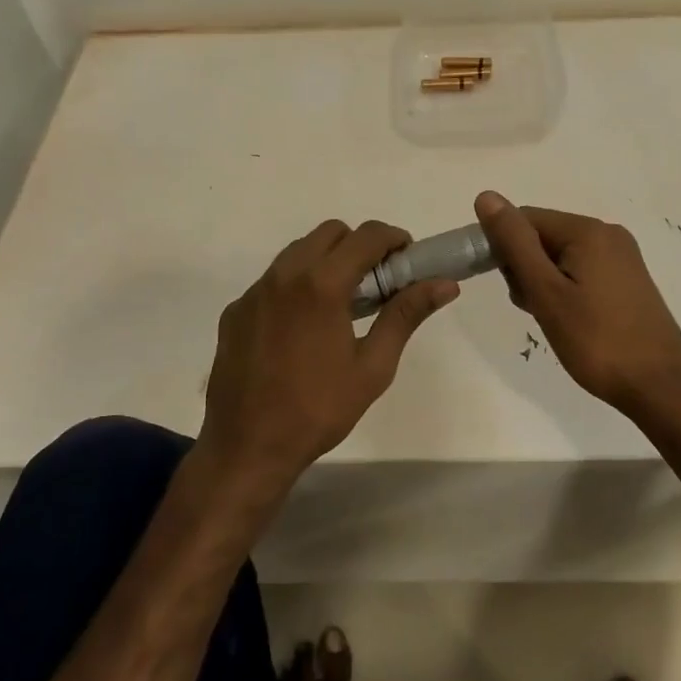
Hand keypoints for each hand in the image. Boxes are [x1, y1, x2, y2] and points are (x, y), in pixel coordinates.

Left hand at [200, 219, 457, 493]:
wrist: (246, 447)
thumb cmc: (319, 409)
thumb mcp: (373, 367)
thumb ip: (406, 315)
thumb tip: (444, 284)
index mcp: (321, 285)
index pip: (366, 236)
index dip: (393, 239)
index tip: (407, 260)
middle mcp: (284, 275)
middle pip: (330, 233)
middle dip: (359, 246)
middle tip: (376, 283)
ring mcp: (254, 292)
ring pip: (297, 252)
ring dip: (326, 261)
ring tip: (341, 304)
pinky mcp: (236, 310)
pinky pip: (272, 280)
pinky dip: (296, 286)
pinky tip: (302, 328)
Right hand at [474, 191, 680, 421]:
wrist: (660, 387)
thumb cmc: (597, 341)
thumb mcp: (546, 292)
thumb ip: (515, 243)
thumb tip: (486, 196)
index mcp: (588, 230)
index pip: (525, 219)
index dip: (503, 248)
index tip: (504, 286)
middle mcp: (608, 234)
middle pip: (543, 235)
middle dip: (525, 268)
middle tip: (532, 307)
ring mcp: (622, 257)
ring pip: (560, 256)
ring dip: (543, 282)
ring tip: (551, 319)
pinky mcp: (628, 280)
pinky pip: (581, 270)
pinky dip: (564, 289)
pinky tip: (569, 319)